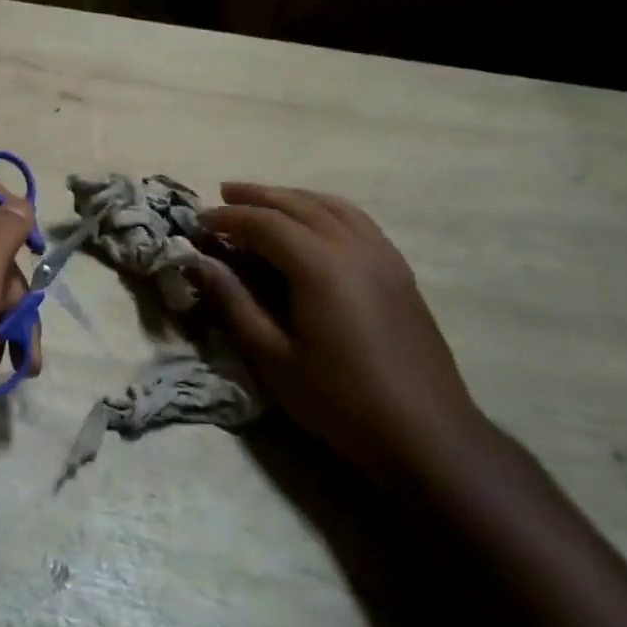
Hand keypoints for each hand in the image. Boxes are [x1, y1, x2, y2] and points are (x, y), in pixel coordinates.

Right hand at [195, 183, 481, 482]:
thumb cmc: (340, 400)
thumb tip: (201, 263)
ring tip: (265, 200)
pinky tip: (315, 223)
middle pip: (298, 203)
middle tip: (223, 193)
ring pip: (331, 205)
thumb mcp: (274, 359)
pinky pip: (357, 220)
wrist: (427, 433)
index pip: (264, 222)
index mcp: (320, 266)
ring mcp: (382, 255)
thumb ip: (234, 304)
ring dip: (292, 197)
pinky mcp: (399, 270)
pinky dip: (325, 209)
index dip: (228, 217)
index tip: (199, 221)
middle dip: (257, 196)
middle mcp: (353, 247)